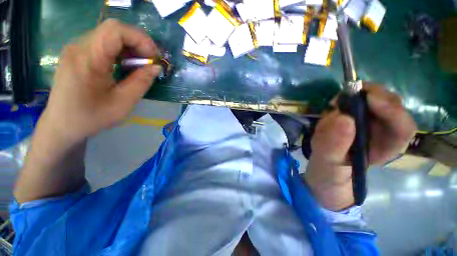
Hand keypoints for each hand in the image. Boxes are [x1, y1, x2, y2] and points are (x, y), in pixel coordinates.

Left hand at [42, 19, 161, 144]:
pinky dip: (120, 51)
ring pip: (109, 35)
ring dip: (130, 47)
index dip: (140, 39)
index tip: (154, 57)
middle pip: (113, 30)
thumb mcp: (123, 103)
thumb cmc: (91, 116)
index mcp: (87, 58)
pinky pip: (102, 43)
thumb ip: (142, 82)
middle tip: (150, 61)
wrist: (62, 125)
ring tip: (140, 65)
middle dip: (137, 43)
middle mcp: (79, 47)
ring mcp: (76, 49)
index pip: (116, 31)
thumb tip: (156, 68)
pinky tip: (126, 65)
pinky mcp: (77, 54)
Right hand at [304, 85, 416, 210]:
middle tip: (344, 97)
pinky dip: (345, 99)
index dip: (391, 110)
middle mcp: (384, 132)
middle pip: (391, 105)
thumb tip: (341, 118)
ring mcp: (371, 122)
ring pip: (374, 99)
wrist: (323, 166)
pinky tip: (332, 108)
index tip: (367, 99)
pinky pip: (357, 100)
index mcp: (385, 149)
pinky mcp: (357, 115)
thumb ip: (334, 146)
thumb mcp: (327, 163)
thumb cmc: (328, 171)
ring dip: (354, 97)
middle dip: (371, 96)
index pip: (402, 128)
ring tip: (333, 106)